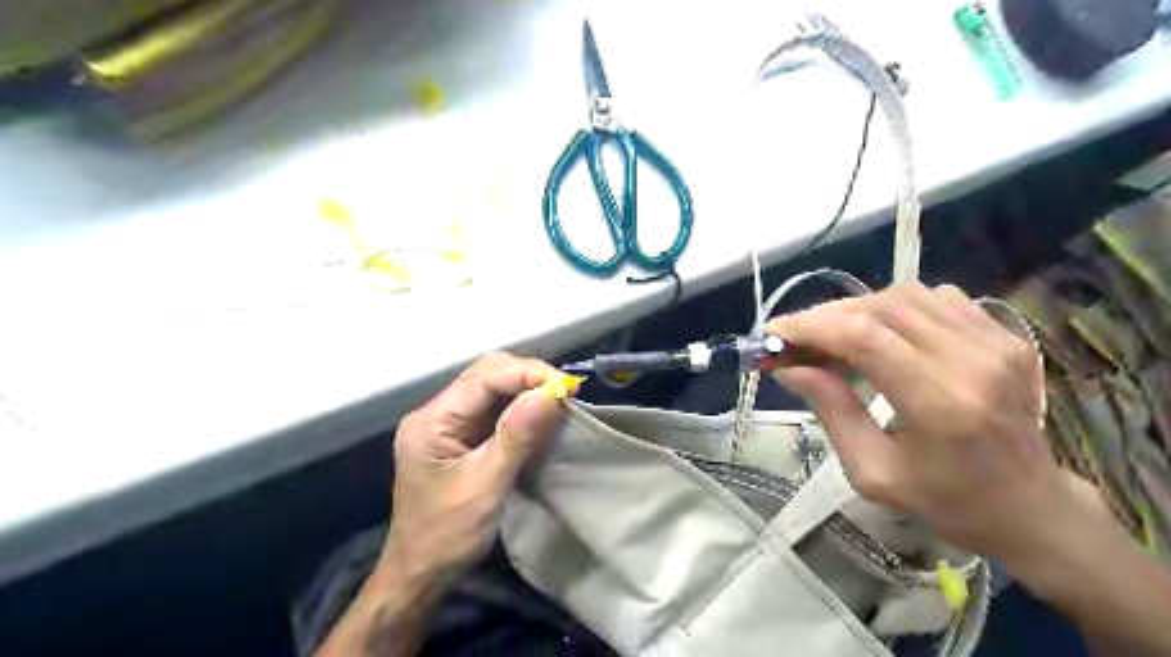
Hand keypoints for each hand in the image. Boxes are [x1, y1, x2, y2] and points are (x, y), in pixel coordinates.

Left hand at [381, 358, 575, 587]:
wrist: (420, 575)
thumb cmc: (446, 536)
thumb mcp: (485, 487)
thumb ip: (515, 437)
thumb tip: (550, 393)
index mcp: (432, 421)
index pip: (483, 377)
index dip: (526, 373)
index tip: (565, 387)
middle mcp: (437, 413)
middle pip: (486, 374)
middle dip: (527, 377)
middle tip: (564, 394)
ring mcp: (449, 424)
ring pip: (493, 388)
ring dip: (527, 390)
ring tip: (559, 403)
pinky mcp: (462, 437)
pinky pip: (495, 409)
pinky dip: (521, 409)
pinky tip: (541, 417)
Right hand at [765, 284, 1073, 566]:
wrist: (1030, 506)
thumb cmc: (945, 501)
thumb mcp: (872, 470)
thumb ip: (830, 410)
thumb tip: (788, 366)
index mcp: (940, 403)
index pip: (863, 336)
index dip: (810, 327)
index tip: (773, 334)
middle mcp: (972, 360)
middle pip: (880, 308)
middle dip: (825, 316)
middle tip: (794, 339)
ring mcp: (996, 341)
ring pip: (905, 295)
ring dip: (857, 309)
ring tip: (832, 337)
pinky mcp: (1005, 334)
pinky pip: (934, 298)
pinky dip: (894, 307)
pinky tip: (880, 334)